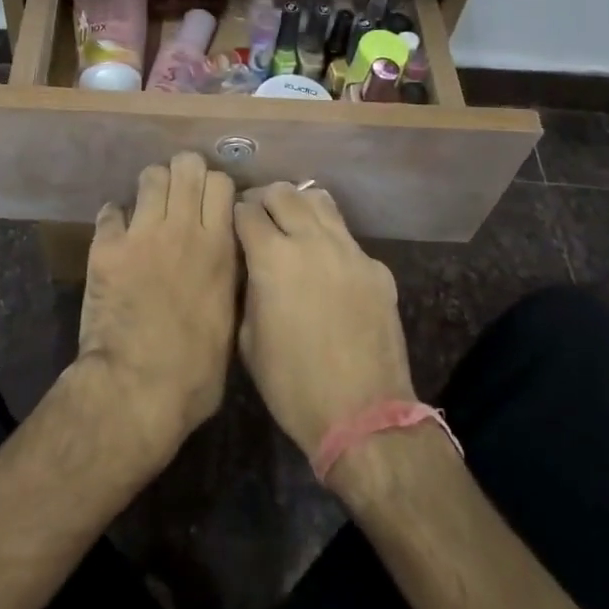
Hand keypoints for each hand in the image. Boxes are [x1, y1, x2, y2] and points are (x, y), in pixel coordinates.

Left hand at [76, 153, 238, 470]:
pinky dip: (114, 219)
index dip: (216, 188)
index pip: (222, 183)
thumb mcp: (231, 324)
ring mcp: (141, 234)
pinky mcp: (105, 247)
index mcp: (219, 248)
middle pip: (186, 166)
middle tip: (180, 195)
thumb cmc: (195, 372)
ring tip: (149, 209)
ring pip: (149, 177)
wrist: (136, 389)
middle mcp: (182, 229)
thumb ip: (229, 280)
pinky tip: (117, 236)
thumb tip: (225, 260)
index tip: (211, 204)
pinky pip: (110, 211)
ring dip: (151, 188)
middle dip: (184, 173)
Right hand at [234, 183, 414, 462]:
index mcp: (273, 257)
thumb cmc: (292, 384)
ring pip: (320, 201)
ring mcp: (350, 251)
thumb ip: (246, 290)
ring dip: (299, 206)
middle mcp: (312, 241)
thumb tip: (249, 268)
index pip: (246, 210)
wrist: (363, 417)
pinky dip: (329, 239)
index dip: (234, 214)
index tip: (231, 226)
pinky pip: (347, 238)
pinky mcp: (377, 269)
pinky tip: (326, 266)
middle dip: (264, 199)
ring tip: (291, 225)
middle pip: (283, 192)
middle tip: (257, 218)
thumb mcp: (247, 339)